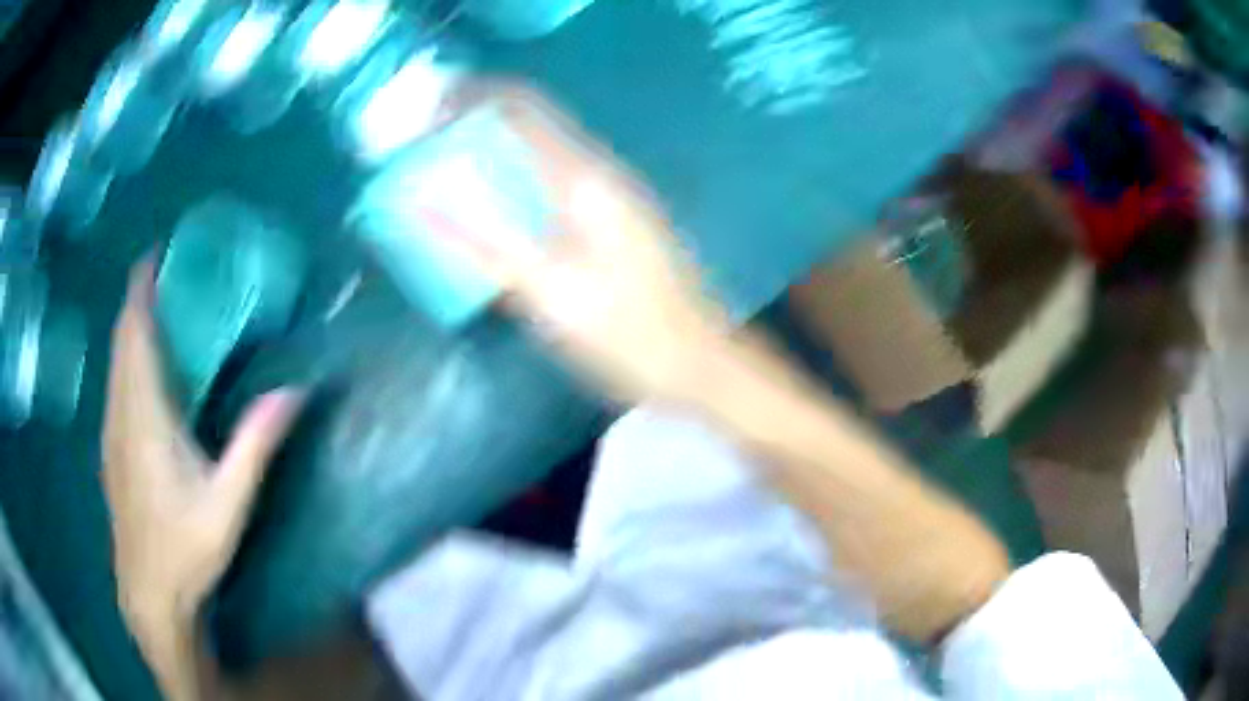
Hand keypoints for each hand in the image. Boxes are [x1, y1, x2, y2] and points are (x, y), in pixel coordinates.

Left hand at [102, 260, 302, 645]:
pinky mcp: (110, 447)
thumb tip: (295, 390)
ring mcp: (111, 430)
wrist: (148, 593)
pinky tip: (142, 367)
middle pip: (122, 338)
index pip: (135, 333)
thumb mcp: (228, 504)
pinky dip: (126, 356)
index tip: (157, 253)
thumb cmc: (185, 549)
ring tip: (156, 305)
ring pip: (114, 360)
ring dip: (131, 326)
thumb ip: (255, 445)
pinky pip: (114, 383)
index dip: (141, 289)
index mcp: (145, 415)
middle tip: (167, 271)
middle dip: (138, 298)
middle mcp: (121, 412)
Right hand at [421, 90, 729, 402]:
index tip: (428, 113)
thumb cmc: (627, 333)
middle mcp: (601, 175)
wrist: (699, 364)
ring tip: (450, 180)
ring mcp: (613, 199)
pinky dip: (520, 190)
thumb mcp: (550, 293)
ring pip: (544, 159)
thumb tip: (426, 204)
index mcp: (585, 179)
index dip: (473, 100)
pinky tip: (498, 219)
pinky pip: (557, 188)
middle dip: (479, 130)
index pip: (524, 109)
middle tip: (429, 153)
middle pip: (533, 129)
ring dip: (498, 160)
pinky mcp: (616, 224)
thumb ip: (486, 245)